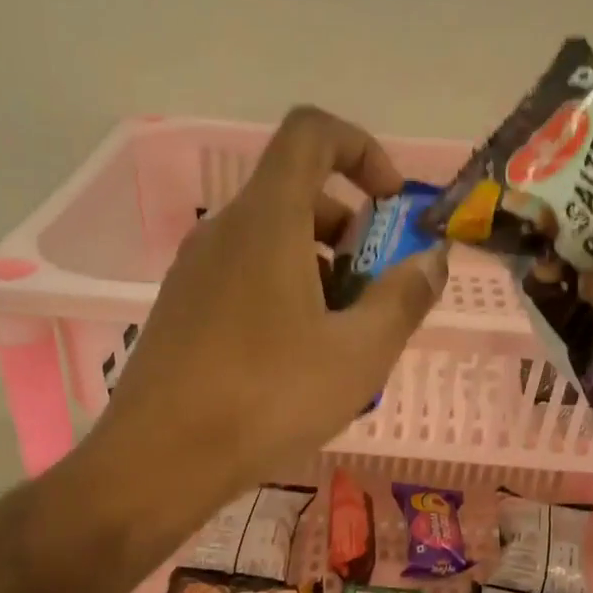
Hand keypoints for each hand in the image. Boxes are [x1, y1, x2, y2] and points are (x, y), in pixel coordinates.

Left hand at [87, 106, 448, 529]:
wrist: (160, 460)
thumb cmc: (268, 399)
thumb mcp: (358, 355)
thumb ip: (404, 299)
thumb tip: (432, 260)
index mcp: (266, 220)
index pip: (312, 133)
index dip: (361, 149)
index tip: (391, 204)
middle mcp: (223, 231)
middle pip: (294, 194)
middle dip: (349, 229)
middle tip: (375, 293)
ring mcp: (193, 273)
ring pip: (269, 243)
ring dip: (318, 270)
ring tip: (342, 340)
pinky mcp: (180, 312)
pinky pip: (242, 280)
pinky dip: (282, 296)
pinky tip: (295, 364)